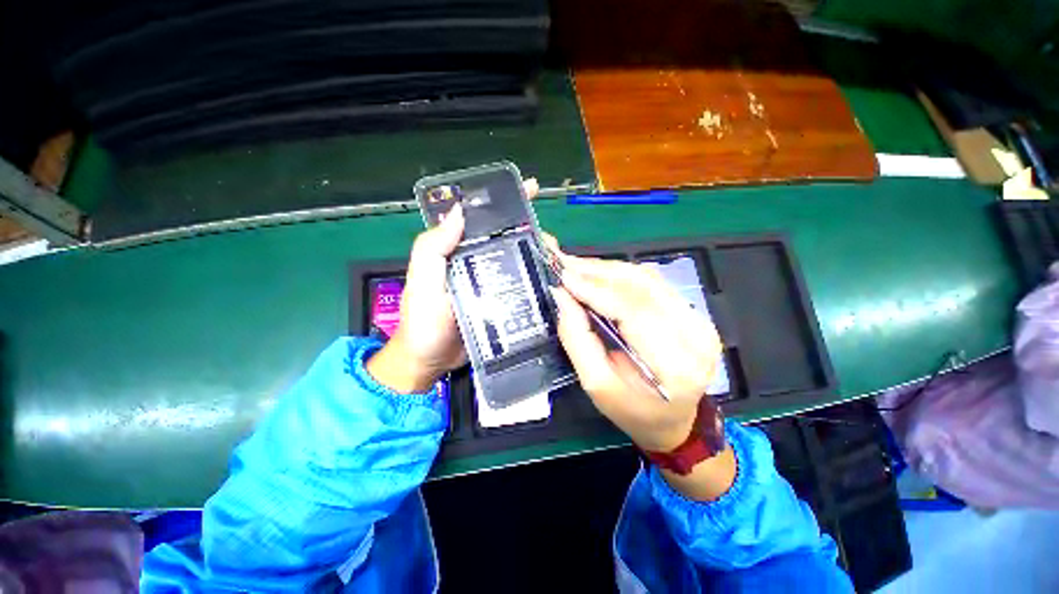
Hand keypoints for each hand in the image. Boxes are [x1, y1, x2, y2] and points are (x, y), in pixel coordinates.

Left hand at [366, 178, 538, 393]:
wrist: (431, 362)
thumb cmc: (424, 322)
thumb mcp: (422, 282)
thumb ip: (433, 248)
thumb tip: (459, 210)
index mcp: (455, 251)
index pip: (480, 219)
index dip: (503, 201)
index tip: (531, 188)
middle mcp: (474, 261)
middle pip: (503, 237)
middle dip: (528, 228)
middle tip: (551, 234)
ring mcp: (489, 282)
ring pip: (514, 259)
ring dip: (535, 252)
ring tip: (556, 254)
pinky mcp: (499, 301)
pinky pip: (518, 284)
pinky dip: (533, 277)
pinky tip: (549, 276)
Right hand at [549, 254, 721, 451]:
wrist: (674, 420)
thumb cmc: (632, 410)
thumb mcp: (596, 384)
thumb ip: (577, 338)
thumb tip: (562, 297)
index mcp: (675, 365)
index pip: (633, 311)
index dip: (596, 290)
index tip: (564, 277)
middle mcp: (695, 335)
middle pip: (642, 286)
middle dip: (598, 272)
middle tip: (564, 264)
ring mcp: (699, 320)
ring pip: (647, 278)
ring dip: (607, 269)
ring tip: (576, 267)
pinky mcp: (693, 312)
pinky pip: (652, 282)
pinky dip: (621, 274)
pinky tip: (598, 274)